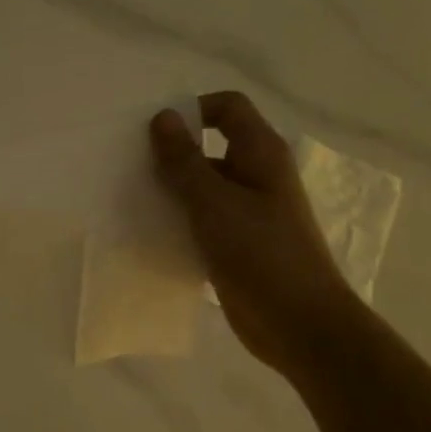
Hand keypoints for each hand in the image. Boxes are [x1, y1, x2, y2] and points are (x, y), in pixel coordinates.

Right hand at [150, 92, 367, 380]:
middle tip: (131, 167)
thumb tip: (163, 116)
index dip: (193, 110)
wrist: (299, 324)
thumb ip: (184, 161)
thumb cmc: (261, 254)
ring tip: (132, 200)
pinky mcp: (237, 243)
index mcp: (260, 154)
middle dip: (172, 153)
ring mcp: (248, 211)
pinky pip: (202, 220)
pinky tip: (150, 233)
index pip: (227, 107)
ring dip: (171, 190)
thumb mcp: (214, 203)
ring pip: (203, 186)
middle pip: (210, 146)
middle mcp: (257, 175)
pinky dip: (179, 220)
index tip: (155, 134)